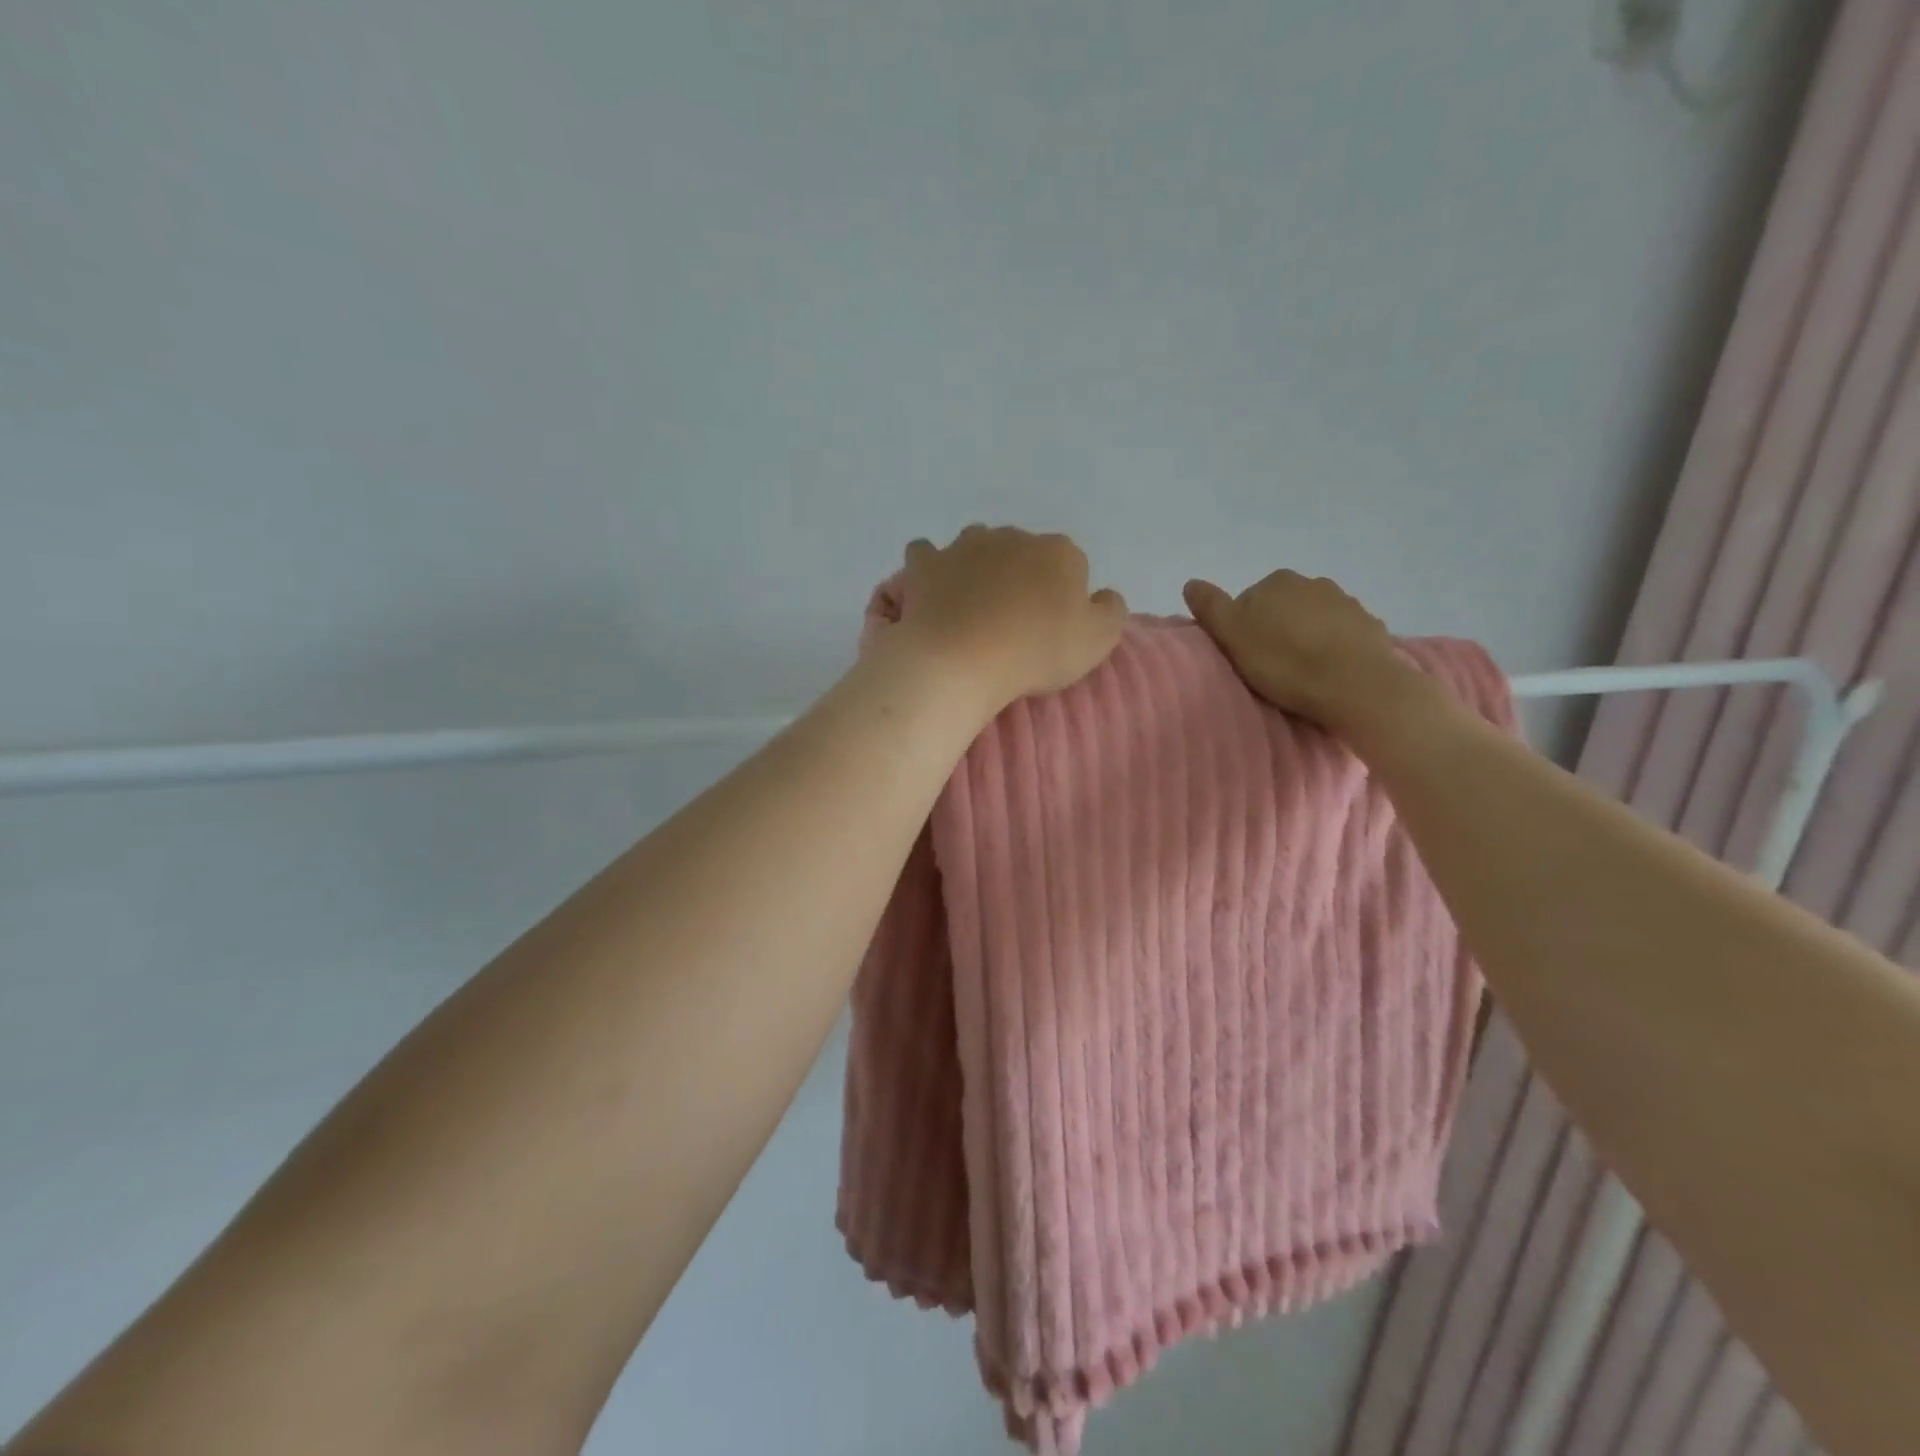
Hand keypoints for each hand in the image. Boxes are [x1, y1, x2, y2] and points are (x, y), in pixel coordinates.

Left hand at [879, 526, 1127, 710]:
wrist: (961, 660)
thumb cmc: (1035, 652)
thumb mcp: (1098, 640)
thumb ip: (1110, 610)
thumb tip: (1103, 594)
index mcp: (1060, 551)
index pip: (1070, 565)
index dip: (1063, 595)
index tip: (1051, 626)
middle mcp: (1013, 536)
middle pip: (1023, 552)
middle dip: (1021, 576)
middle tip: (1012, 620)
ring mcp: (965, 544)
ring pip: (978, 546)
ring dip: (979, 566)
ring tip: (973, 606)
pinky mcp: (927, 562)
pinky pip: (927, 553)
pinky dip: (931, 567)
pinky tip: (933, 589)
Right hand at [1182, 570, 1419, 733]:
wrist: (1356, 685)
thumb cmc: (1286, 662)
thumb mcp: (1233, 636)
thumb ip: (1210, 607)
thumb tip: (1191, 582)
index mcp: (1276, 582)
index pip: (1248, 601)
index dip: (1242, 629)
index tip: (1244, 656)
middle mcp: (1313, 583)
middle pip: (1282, 607)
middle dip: (1276, 629)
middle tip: (1271, 666)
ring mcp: (1347, 602)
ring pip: (1314, 619)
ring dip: (1306, 638)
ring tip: (1301, 673)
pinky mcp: (1371, 627)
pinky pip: (1342, 635)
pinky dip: (1333, 648)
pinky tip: (1329, 673)